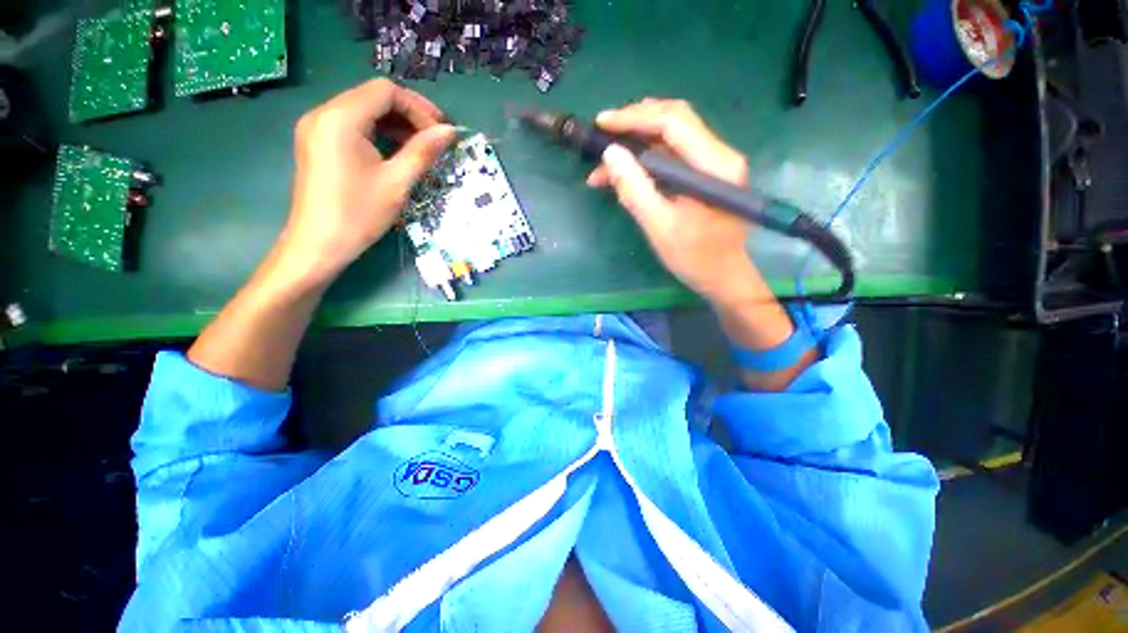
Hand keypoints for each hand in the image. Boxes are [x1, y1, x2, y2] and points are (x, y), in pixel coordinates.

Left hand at [277, 79, 455, 288]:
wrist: (318, 245)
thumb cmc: (359, 215)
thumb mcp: (397, 182)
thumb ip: (423, 152)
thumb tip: (449, 132)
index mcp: (340, 118)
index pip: (385, 91)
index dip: (418, 107)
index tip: (441, 132)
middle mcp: (323, 113)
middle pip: (373, 97)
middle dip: (409, 114)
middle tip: (436, 139)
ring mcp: (317, 127)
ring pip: (364, 111)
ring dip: (395, 124)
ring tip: (421, 148)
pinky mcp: (317, 142)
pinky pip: (353, 126)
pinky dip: (378, 134)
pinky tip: (396, 152)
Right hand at [586, 99, 759, 306]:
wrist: (723, 277)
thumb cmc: (694, 257)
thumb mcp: (659, 227)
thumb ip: (635, 190)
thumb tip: (610, 154)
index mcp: (714, 166)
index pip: (673, 123)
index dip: (634, 119)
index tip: (602, 123)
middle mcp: (719, 155)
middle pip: (675, 120)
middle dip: (635, 123)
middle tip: (603, 135)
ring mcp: (715, 164)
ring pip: (672, 137)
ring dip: (637, 144)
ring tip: (605, 163)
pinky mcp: (706, 175)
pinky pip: (674, 155)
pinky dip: (647, 159)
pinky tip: (626, 173)